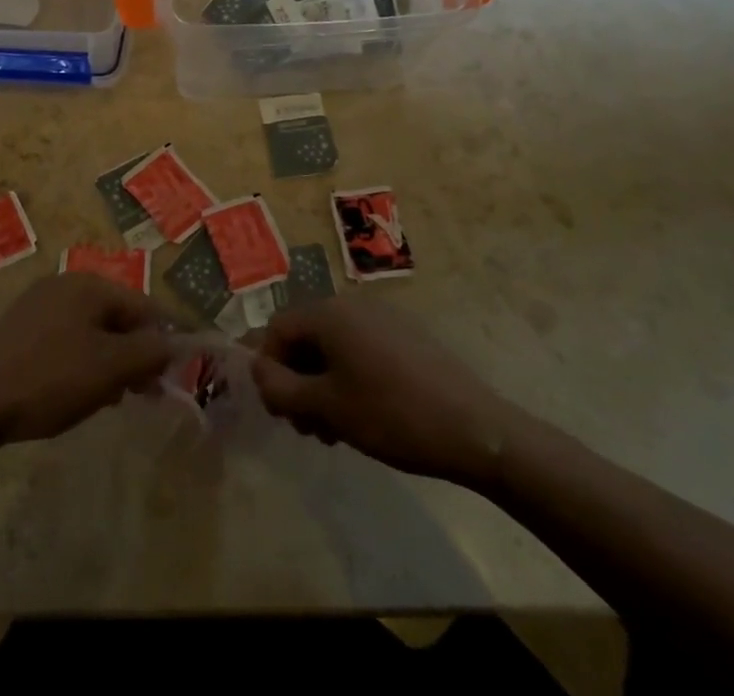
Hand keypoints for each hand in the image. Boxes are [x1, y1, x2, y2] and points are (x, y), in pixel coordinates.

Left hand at [0, 273, 171, 445]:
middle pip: (117, 316)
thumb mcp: (109, 368)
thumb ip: (149, 352)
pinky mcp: (21, 329)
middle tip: (142, 394)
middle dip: (134, 354)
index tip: (170, 380)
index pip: (144, 307)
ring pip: (92, 331)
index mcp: (89, 284)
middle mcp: (65, 284)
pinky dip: (81, 363)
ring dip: (109, 362)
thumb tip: (174, 343)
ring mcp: (39, 304)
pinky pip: (67, 340)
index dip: (163, 341)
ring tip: (108, 399)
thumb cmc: (50, 379)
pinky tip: (75, 393)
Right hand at [253, 299, 522, 489]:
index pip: (278, 329)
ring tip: (335, 429)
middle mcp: (353, 304)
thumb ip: (281, 388)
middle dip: (297, 380)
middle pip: (305, 336)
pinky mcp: (406, 336)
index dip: (269, 370)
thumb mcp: (327, 408)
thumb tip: (258, 371)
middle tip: (308, 428)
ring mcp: (383, 317)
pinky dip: (350, 377)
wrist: (475, 429)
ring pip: (333, 346)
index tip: (281, 413)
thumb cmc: (391, 415)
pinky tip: (364, 415)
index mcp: (329, 312)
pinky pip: (361, 349)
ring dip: (322, 384)